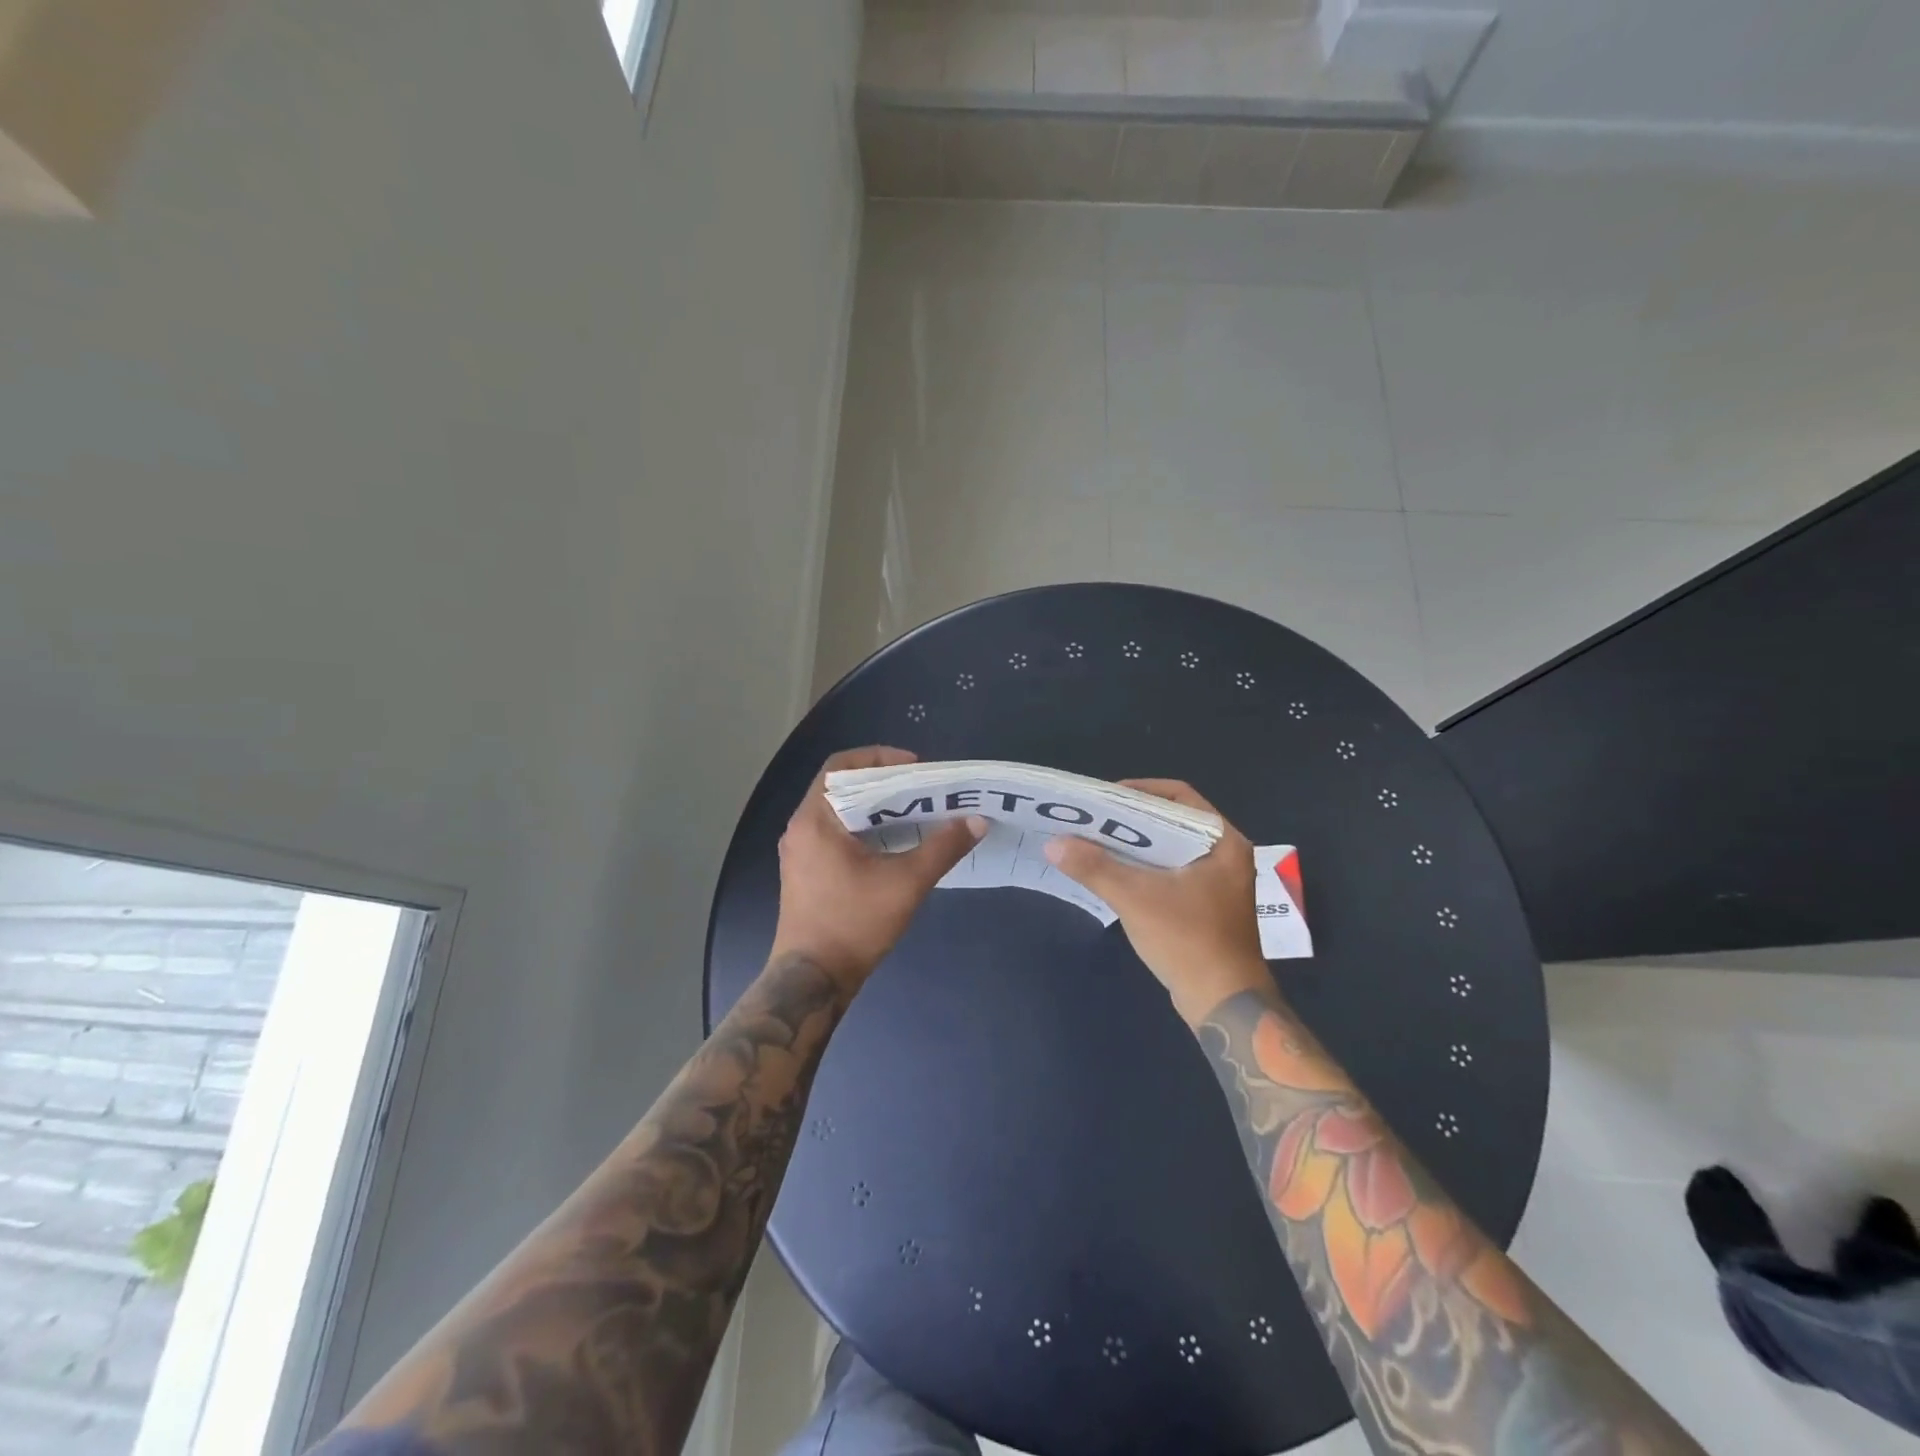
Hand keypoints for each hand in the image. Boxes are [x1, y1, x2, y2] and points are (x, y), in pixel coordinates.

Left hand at [770, 747, 984, 989]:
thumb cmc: (854, 924)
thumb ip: (943, 847)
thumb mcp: (906, 883)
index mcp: (815, 820)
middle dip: (883, 783)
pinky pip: (833, 832)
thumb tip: (976, 820)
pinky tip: (892, 842)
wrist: (812, 980)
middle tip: (921, 788)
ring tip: (913, 811)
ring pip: (838, 811)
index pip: (841, 766)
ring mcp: (799, 851)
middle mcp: (800, 828)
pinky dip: (862, 828)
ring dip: (874, 806)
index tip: (915, 767)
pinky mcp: (804, 871)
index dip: (879, 758)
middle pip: (841, 786)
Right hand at [1044, 779, 1269, 1023]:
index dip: (1139, 790)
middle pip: (1172, 820)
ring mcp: (1219, 881)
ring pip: (1170, 847)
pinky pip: (1172, 871)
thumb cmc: (1188, 940)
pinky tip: (1115, 872)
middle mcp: (1226, 854)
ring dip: (1135, 845)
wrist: (1223, 1003)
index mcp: (1223, 841)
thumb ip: (1094, 867)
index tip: (1105, 798)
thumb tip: (1053, 843)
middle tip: (1093, 818)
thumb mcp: (1135, 898)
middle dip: (1131, 818)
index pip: (1179, 795)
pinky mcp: (1207, 903)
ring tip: (1096, 840)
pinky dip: (1145, 867)